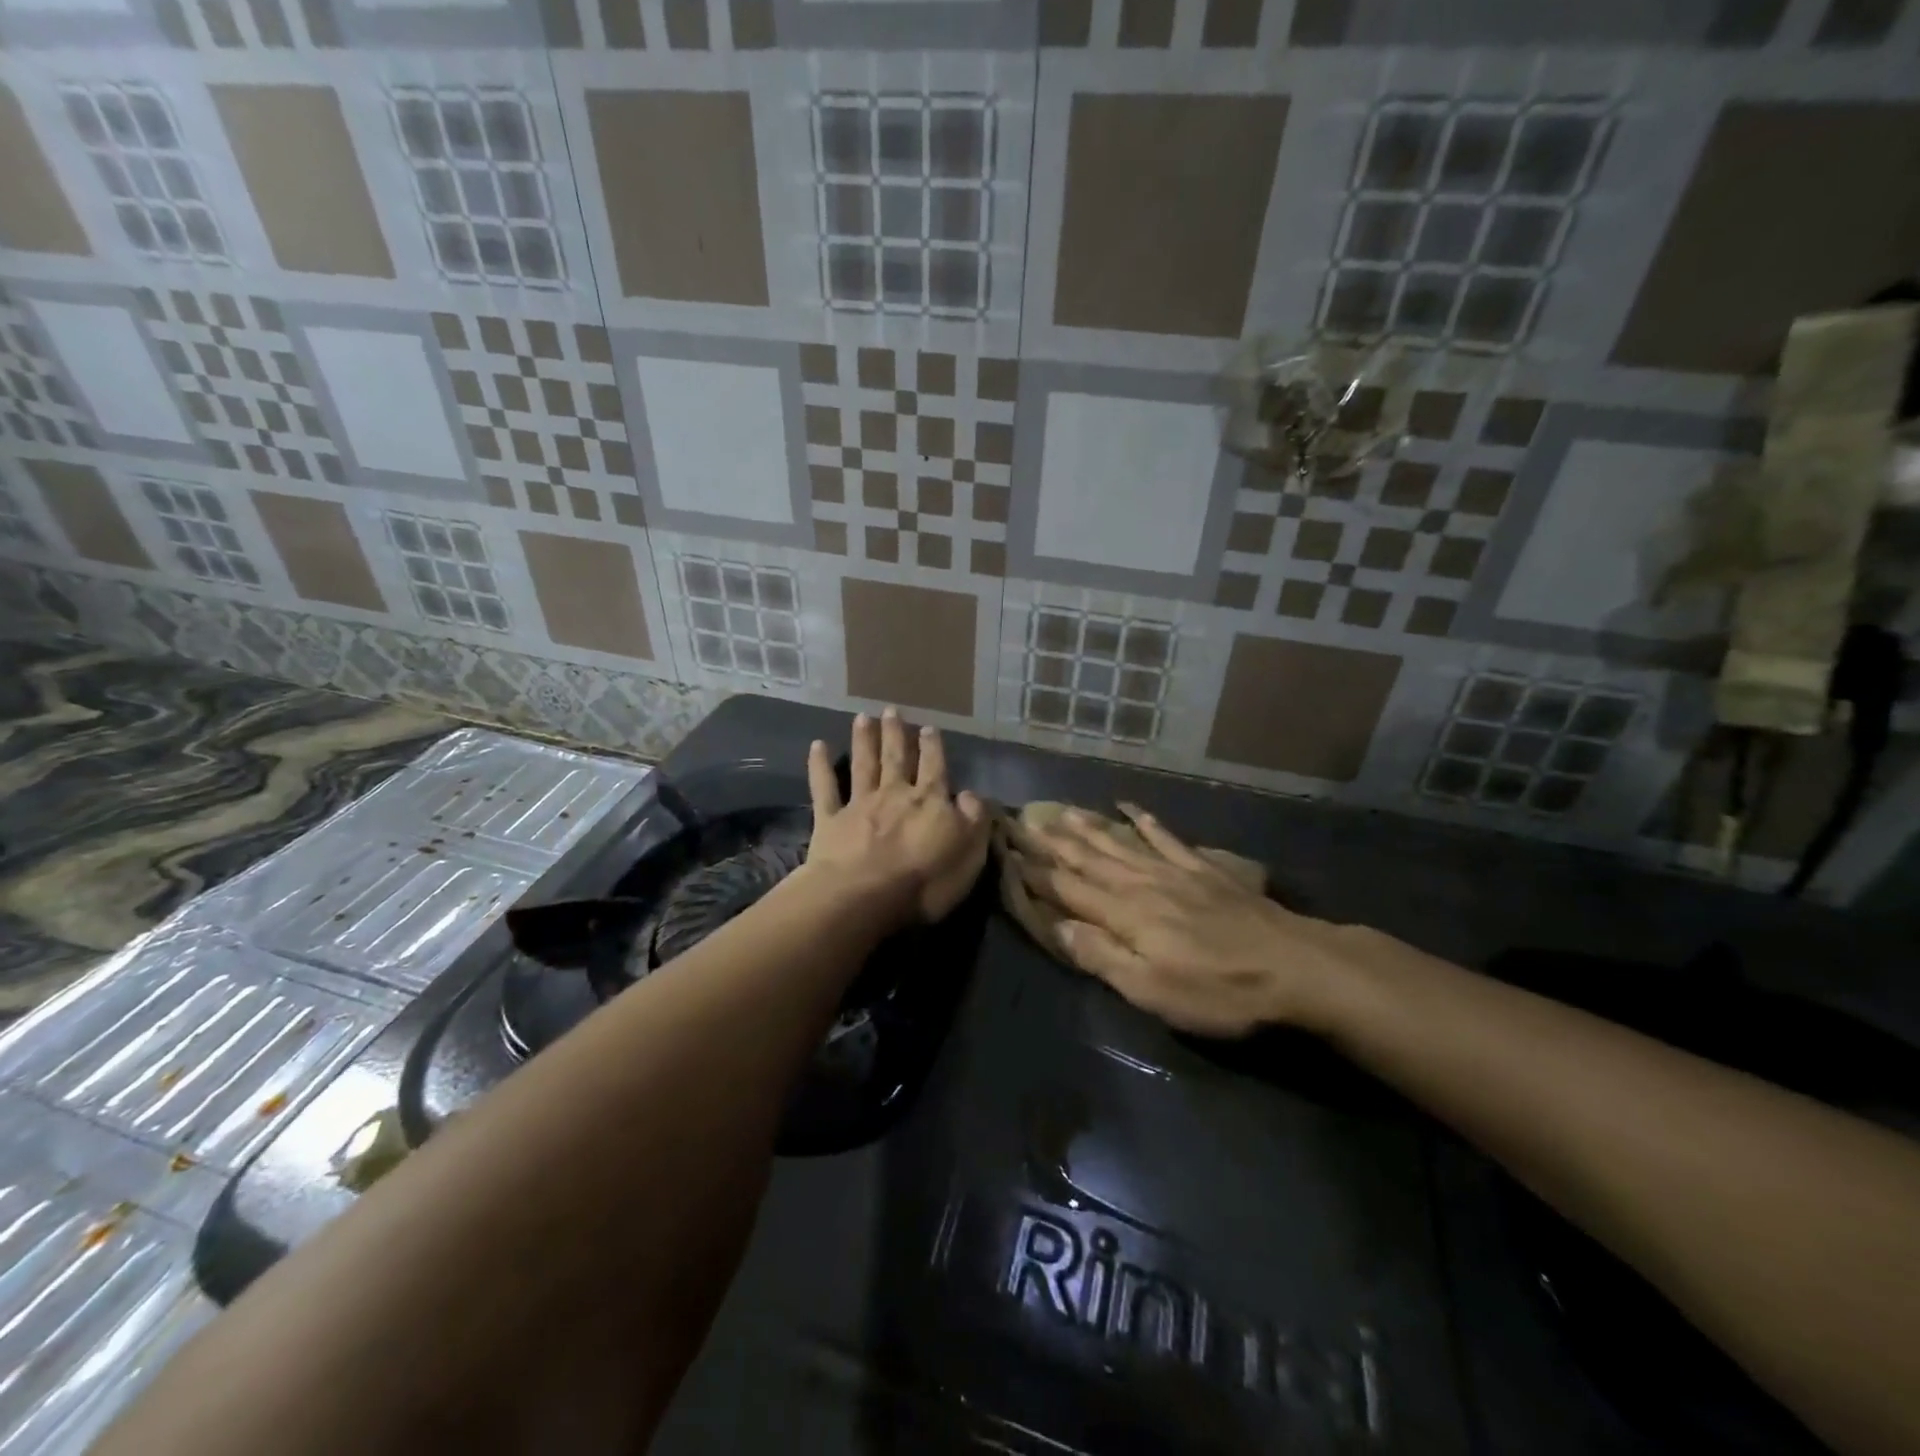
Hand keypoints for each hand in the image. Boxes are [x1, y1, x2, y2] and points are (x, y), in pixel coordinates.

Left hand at [803, 707, 990, 928]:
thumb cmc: (925, 881)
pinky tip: (817, 746)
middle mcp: (894, 794)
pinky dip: (820, 766)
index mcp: (930, 802)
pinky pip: (824, 788)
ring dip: (863, 740)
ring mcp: (860, 805)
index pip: (934, 768)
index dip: (932, 748)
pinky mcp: (830, 820)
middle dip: (895, 734)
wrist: (865, 896)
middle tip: (892, 710)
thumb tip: (972, 795)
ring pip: (863, 765)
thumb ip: (974, 821)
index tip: (928, 727)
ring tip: (863, 717)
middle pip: (896, 758)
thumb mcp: (969, 854)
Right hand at [1019, 806, 1354, 1036]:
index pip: (1067, 889)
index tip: (1005, 852)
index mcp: (1124, 914)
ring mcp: (1174, 871)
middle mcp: (1141, 884)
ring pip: (1118, 844)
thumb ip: (1101, 954)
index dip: (1034, 872)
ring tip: (1060, 811)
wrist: (1295, 966)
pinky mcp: (1203, 869)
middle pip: (1087, 859)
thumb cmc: (1219, 990)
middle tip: (1021, 821)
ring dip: (1086, 828)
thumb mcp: (1152, 989)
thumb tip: (1053, 926)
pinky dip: (1144, 820)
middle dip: (1051, 843)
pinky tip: (1129, 807)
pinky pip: (1165, 837)